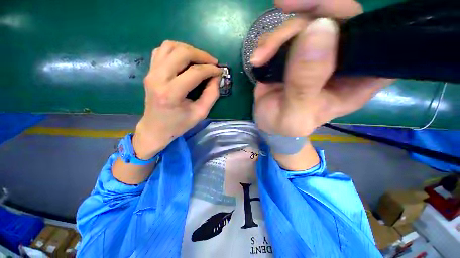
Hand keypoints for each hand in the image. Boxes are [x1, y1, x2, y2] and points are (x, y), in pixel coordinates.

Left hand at [133, 41, 221, 158]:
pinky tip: (185, 59)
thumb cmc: (179, 124)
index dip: (210, 69)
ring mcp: (151, 72)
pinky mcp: (150, 71)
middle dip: (201, 55)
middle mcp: (158, 78)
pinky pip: (162, 51)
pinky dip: (176, 50)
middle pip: (181, 53)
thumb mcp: (200, 113)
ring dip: (188, 49)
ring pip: (170, 46)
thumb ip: (211, 95)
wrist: (155, 128)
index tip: (220, 71)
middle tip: (212, 63)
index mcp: (171, 93)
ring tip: (200, 59)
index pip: (194, 72)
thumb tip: (216, 77)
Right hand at [251, 0, 393, 137]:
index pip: (379, 41)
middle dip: (313, 10)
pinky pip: (288, 31)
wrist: (268, 122)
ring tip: (261, 56)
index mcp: (357, 81)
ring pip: (310, 20)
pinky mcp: (297, 51)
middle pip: (341, 18)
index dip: (364, 22)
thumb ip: (304, 84)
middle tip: (284, 5)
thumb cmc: (284, 125)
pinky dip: (270, 39)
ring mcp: (319, 52)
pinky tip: (259, 57)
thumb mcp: (294, 115)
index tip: (331, 17)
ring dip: (281, 33)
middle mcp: (344, 61)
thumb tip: (318, 30)